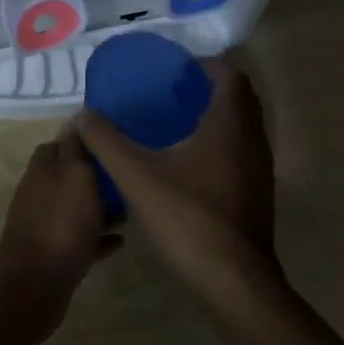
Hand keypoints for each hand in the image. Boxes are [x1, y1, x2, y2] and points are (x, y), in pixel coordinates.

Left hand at [0, 126, 120, 338]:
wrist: (36, 284)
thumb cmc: (60, 221)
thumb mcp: (75, 174)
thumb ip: (76, 147)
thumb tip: (77, 118)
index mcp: (43, 169)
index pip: (59, 143)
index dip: (82, 139)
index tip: (111, 139)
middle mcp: (40, 194)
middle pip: (68, 177)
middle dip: (95, 175)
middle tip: (127, 174)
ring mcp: (46, 225)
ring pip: (76, 209)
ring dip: (99, 208)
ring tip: (131, 208)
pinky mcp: (55, 255)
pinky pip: (81, 240)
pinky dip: (98, 238)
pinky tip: (121, 240)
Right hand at [77, 56, 279, 311]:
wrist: (234, 280)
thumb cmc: (188, 217)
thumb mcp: (137, 176)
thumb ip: (107, 142)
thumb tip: (82, 114)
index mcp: (229, 125)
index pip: (230, 75)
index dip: (206, 64)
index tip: (176, 68)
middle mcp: (253, 139)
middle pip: (240, 98)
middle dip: (210, 87)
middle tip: (174, 89)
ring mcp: (260, 168)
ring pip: (244, 126)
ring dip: (218, 115)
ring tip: (178, 120)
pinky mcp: (259, 193)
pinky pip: (243, 150)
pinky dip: (222, 142)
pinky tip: (191, 161)